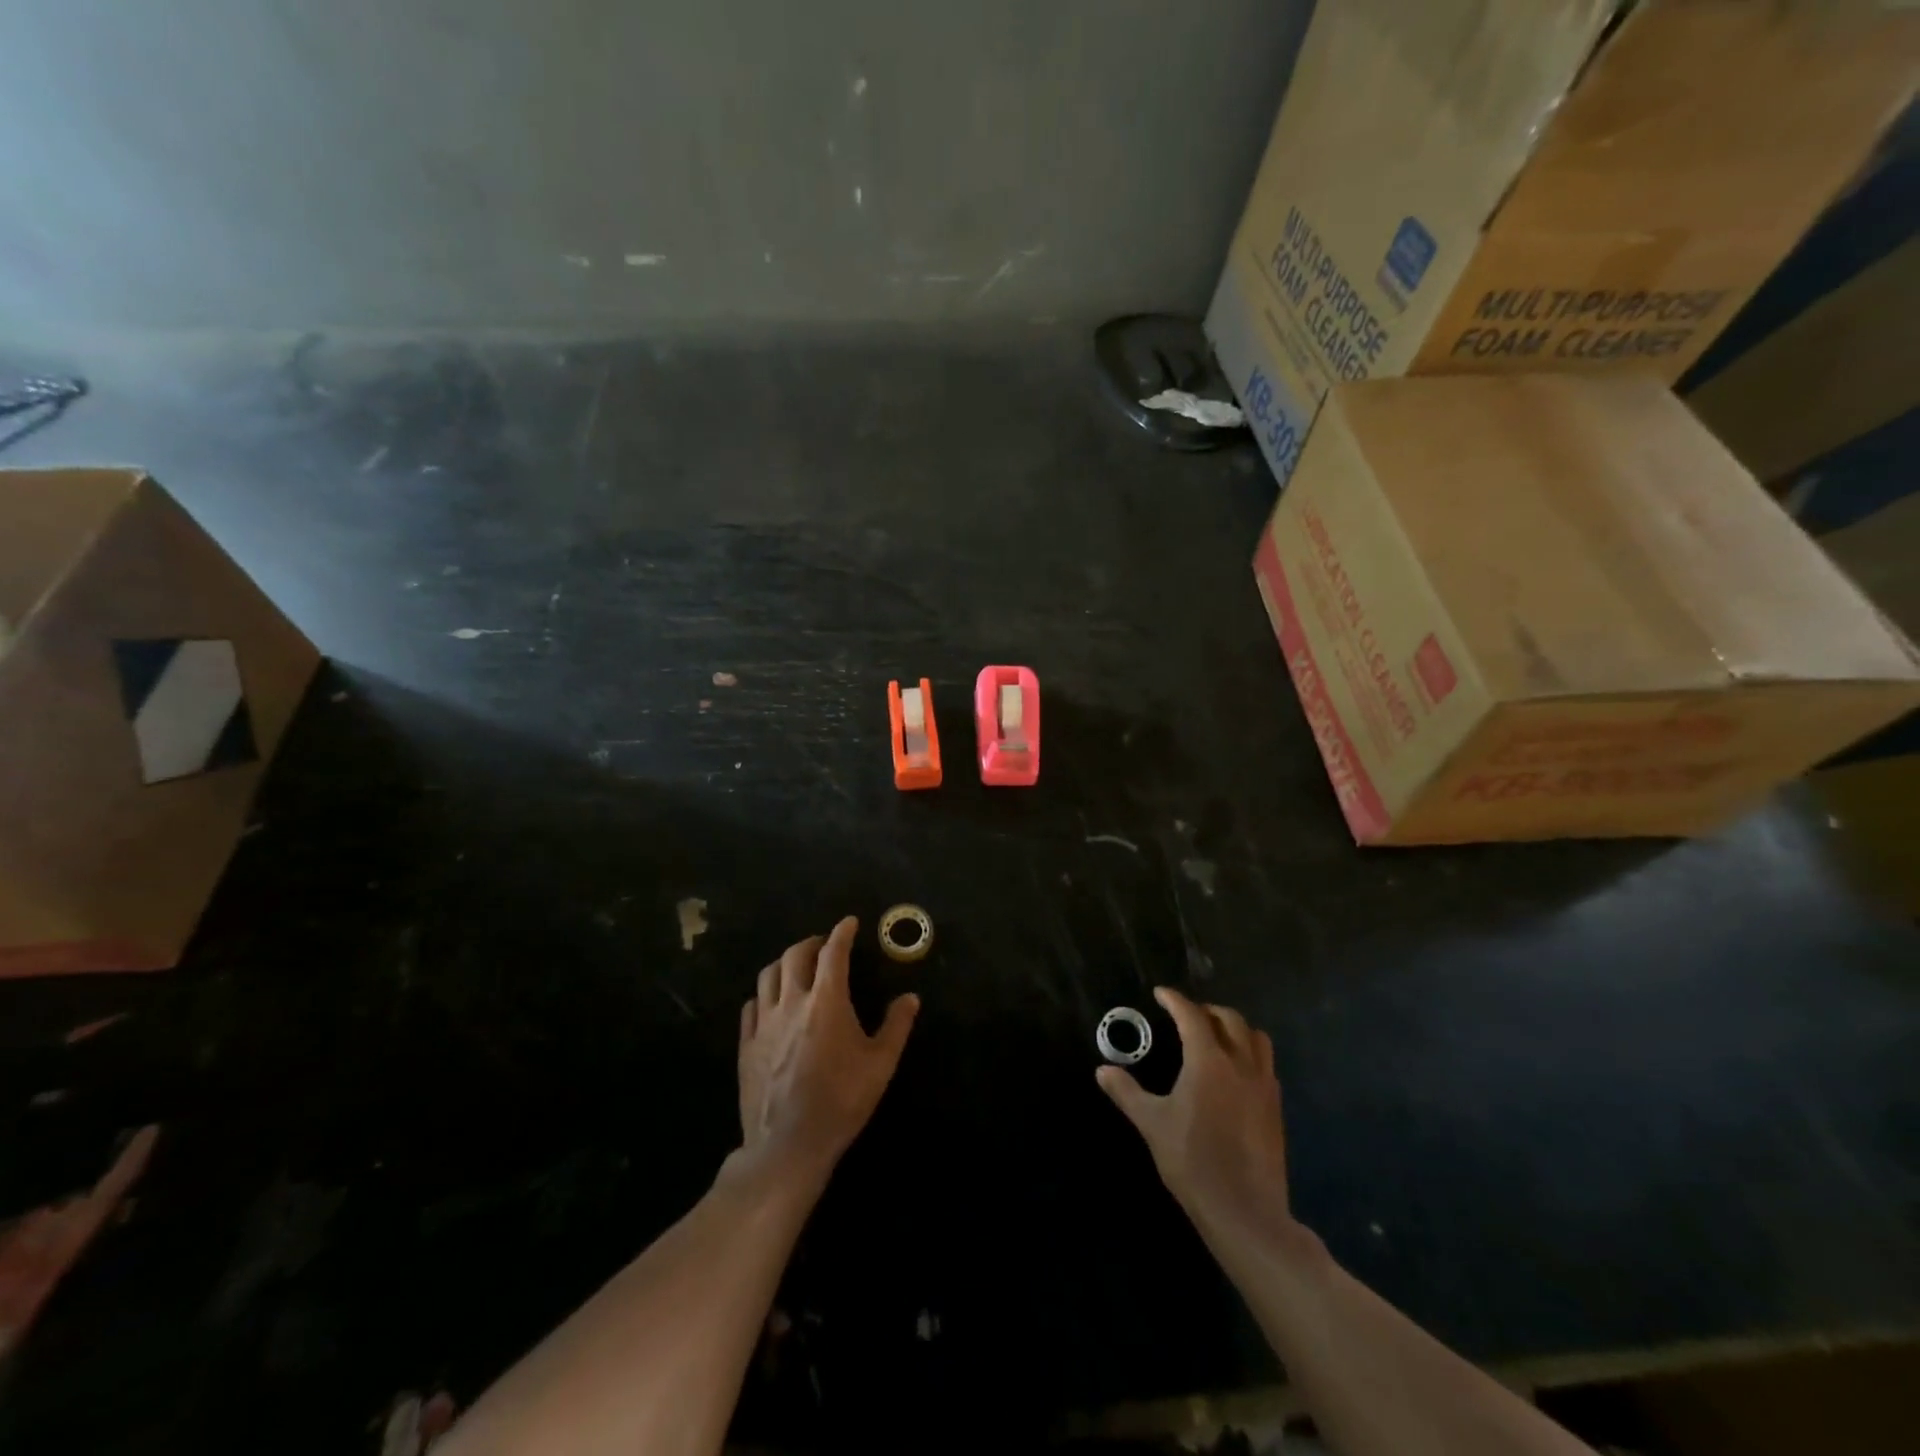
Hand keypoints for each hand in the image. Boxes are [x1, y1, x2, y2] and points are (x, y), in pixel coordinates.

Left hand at [735, 917, 918, 1188]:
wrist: (788, 1144)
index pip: (833, 952)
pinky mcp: (746, 1044)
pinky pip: (752, 1005)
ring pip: (768, 974)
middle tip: (824, 946)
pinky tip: (772, 1003)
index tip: (849, 923)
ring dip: (785, 962)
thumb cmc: (841, 1101)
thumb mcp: (881, 1064)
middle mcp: (791, 1001)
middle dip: (812, 943)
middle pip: (795, 955)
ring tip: (797, 967)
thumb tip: (910, 998)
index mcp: (826, 1001)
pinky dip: (764, 994)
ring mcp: (764, 1022)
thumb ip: (897, 1026)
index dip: (842, 933)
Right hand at [1097, 986, 1294, 1244]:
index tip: (1161, 993)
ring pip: (1256, 1038)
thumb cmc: (1193, 1161)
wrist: (1245, 1211)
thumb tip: (1102, 1070)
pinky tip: (1234, 1072)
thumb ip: (1126, 1092)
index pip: (1191, 1016)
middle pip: (1229, 1019)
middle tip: (1186, 1015)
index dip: (1174, 1000)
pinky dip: (1249, 1053)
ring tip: (1215, 1036)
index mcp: (1208, 1061)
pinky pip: (1266, 1064)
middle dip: (1206, 1010)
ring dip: (1235, 1028)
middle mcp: (1241, 1064)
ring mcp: (1264, 1086)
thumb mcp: (1152, 1124)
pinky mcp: (1276, 1108)